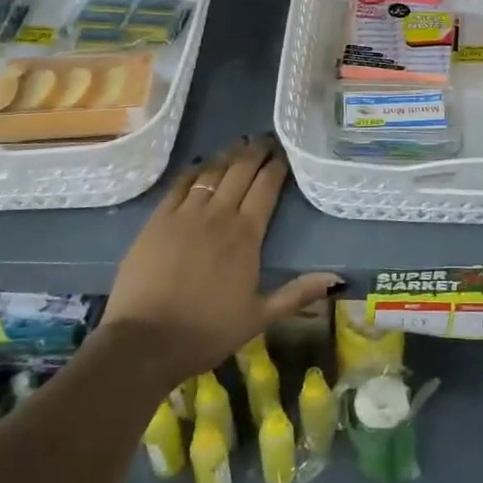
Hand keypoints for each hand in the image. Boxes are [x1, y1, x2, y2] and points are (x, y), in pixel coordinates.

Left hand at [102, 137, 339, 388]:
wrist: (144, 342)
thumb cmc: (207, 331)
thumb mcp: (259, 317)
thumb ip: (298, 293)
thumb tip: (338, 278)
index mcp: (247, 235)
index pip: (266, 187)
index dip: (277, 166)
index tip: (284, 154)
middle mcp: (219, 215)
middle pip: (240, 171)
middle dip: (255, 152)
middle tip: (265, 140)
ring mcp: (185, 214)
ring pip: (212, 172)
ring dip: (228, 156)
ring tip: (238, 146)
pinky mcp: (157, 220)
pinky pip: (180, 184)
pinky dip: (195, 170)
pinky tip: (201, 165)